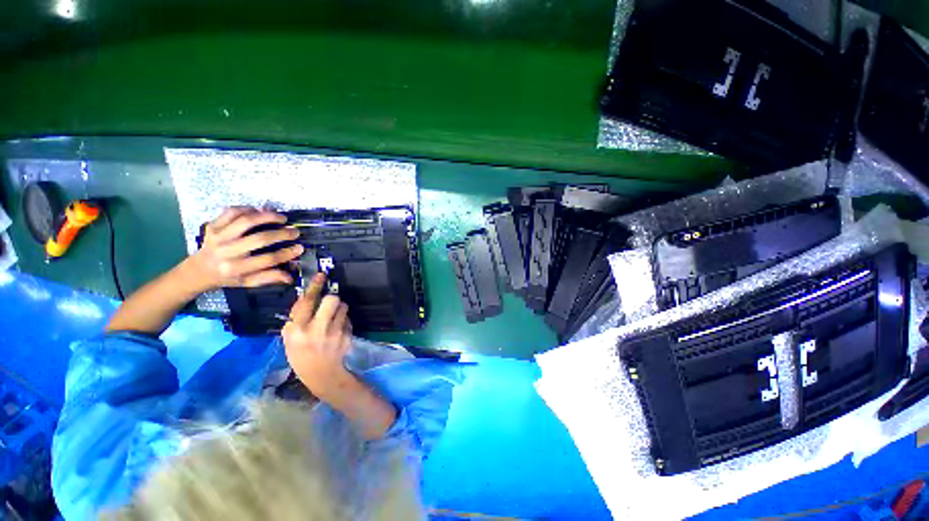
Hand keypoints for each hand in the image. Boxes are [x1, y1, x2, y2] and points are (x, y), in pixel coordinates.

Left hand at [184, 207, 303, 291]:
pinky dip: (248, 209)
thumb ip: (269, 278)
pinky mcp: (212, 225)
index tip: (300, 248)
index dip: (287, 253)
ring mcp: (218, 237)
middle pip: (260, 239)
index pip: (267, 259)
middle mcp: (226, 252)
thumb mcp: (248, 282)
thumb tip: (290, 277)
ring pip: (246, 221)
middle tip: (295, 231)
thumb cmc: (228, 277)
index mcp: (236, 268)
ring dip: (268, 217)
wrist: (198, 269)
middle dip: (282, 234)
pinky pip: (231, 212)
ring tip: (281, 217)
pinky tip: (260, 211)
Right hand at [282, 273, 353, 399]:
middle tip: (328, 305)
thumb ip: (295, 318)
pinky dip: (344, 321)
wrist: (322, 374)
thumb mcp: (289, 339)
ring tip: (333, 319)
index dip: (315, 286)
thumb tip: (306, 297)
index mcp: (298, 330)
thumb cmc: (301, 355)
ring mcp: (335, 333)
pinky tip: (338, 331)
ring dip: (339, 309)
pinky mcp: (348, 336)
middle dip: (331, 299)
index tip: (321, 275)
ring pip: (343, 307)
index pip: (307, 302)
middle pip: (332, 300)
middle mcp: (317, 329)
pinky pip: (348, 319)